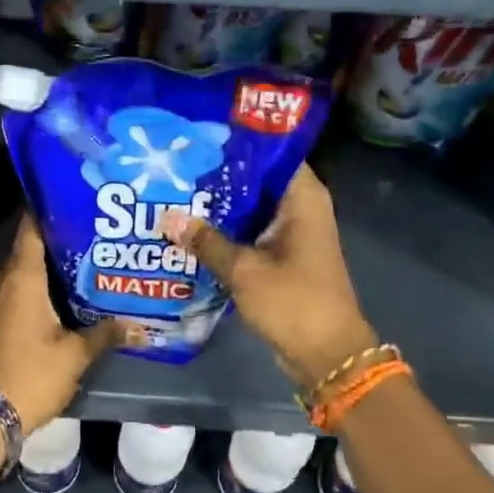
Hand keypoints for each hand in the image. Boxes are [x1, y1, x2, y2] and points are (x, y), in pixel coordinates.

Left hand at [0, 216, 128, 431]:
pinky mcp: (1, 315)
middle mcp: (6, 279)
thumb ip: (107, 333)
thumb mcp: (76, 353)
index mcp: (22, 276)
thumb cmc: (33, 373)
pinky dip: (43, 280)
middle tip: (96, 225)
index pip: (31, 226)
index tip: (76, 196)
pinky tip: (71, 287)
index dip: (49, 207)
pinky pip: (22, 285)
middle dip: (60, 232)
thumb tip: (142, 326)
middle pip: (31, 243)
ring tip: (90, 252)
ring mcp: (0, 298)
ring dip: (53, 259)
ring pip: (27, 266)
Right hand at [163, 164, 379, 387]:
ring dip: (219, 206)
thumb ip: (205, 241)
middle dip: (218, 175)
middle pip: (255, 179)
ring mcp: (291, 233)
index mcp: (302, 198)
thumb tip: (166, 217)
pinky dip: (225, 231)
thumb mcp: (244, 270)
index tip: (198, 137)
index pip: (270, 151)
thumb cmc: (293, 302)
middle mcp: (300, 208)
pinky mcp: (281, 256)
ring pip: (249, 207)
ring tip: (174, 192)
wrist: (327, 356)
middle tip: (175, 165)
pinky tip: (190, 229)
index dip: (236, 142)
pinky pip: (249, 232)